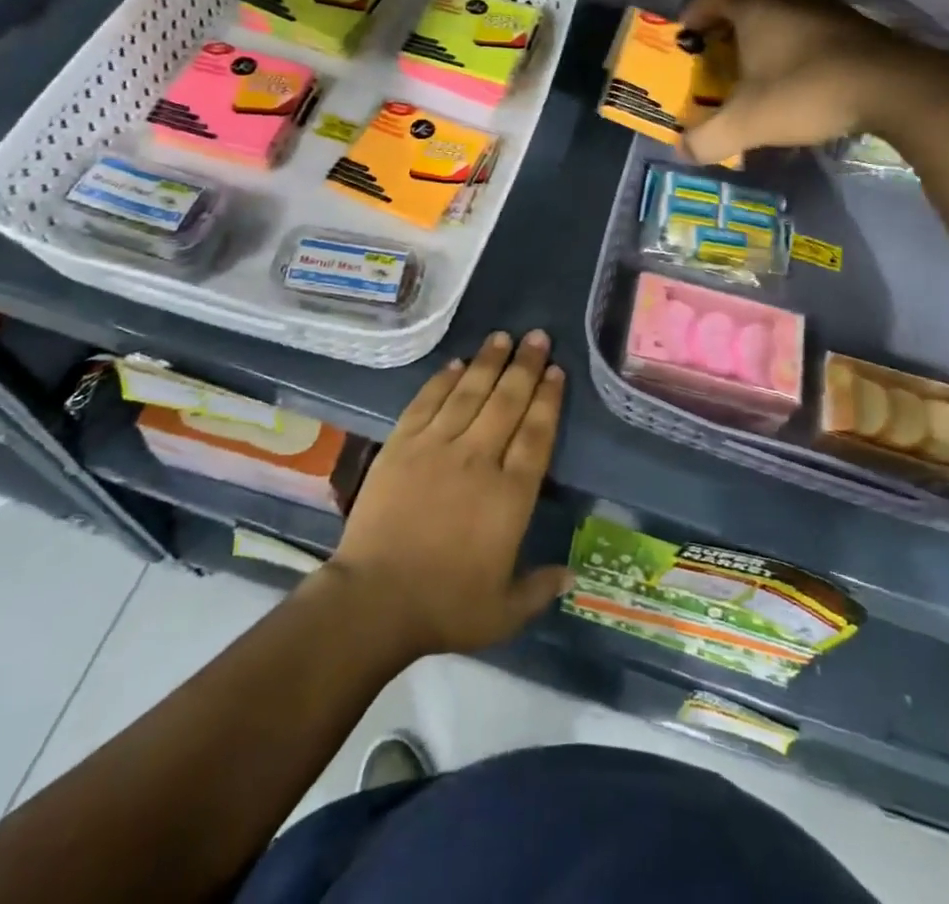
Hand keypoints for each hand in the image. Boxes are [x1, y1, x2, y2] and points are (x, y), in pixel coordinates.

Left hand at [326, 331, 570, 659]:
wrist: (374, 600)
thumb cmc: (444, 607)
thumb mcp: (504, 612)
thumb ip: (540, 588)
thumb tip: (574, 575)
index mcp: (510, 495)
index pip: (536, 434)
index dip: (548, 399)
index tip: (556, 372)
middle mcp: (478, 459)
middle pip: (507, 402)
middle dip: (526, 366)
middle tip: (538, 337)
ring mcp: (436, 447)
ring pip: (469, 393)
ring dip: (489, 362)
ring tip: (503, 336)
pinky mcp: (401, 444)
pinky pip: (427, 402)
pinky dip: (443, 380)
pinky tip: (457, 363)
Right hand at [677, 0, 928, 166]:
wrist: (893, 87)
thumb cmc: (806, 92)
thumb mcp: (746, 124)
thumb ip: (707, 139)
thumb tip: (683, 150)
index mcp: (754, 4)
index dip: (692, 14)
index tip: (685, 37)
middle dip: (727, 16)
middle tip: (718, 44)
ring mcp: (824, 2)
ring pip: (782, 2)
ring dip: (764, 24)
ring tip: (756, 54)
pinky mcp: (852, 20)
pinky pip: (809, 18)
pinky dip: (794, 34)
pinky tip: (796, 65)